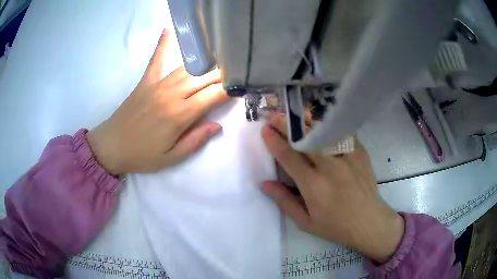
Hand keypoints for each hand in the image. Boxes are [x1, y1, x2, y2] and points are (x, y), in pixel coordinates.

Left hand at [87, 29, 227, 174]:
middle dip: (223, 73)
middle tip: (236, 70)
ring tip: (220, 56)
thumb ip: (195, 141)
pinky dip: (163, 45)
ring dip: (205, 61)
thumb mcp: (170, 158)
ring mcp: (157, 84)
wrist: (111, 146)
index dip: (229, 90)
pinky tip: (168, 30)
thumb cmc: (142, 155)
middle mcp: (171, 94)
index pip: (212, 96)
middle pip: (203, 78)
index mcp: (179, 116)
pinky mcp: (145, 81)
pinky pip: (156, 60)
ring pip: (187, 68)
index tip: (241, 87)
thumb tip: (218, 126)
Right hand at [260, 114, 404, 262]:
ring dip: (306, 122)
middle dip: (287, 124)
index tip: (265, 130)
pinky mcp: (360, 152)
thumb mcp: (305, 222)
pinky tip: (322, 124)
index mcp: (314, 186)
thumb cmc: (335, 226)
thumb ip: (284, 201)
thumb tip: (264, 183)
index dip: (274, 141)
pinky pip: (341, 133)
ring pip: (324, 132)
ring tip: (295, 117)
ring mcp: (348, 157)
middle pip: (305, 139)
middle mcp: (330, 168)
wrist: (368, 221)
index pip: (289, 157)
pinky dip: (329, 127)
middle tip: (275, 117)